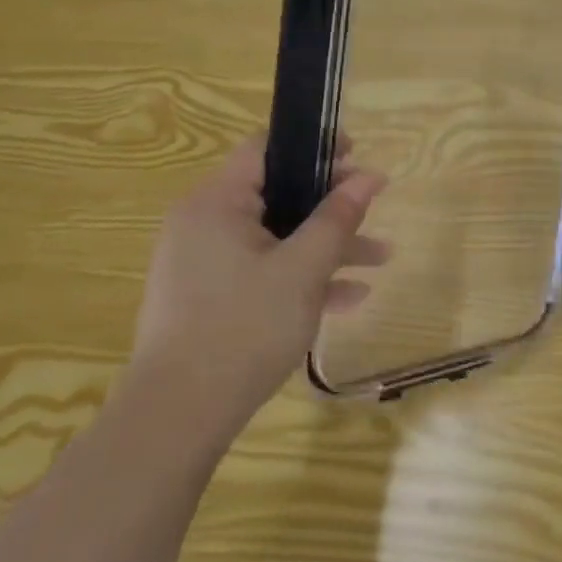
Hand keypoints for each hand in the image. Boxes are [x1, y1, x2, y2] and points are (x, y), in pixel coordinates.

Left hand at [129, 138, 387, 441]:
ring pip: (275, 239)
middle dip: (331, 207)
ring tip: (381, 259)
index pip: (265, 149)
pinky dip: (300, 277)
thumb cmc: (245, 327)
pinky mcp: (208, 298)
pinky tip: (349, 298)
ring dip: (326, 247)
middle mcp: (203, 224)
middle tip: (374, 210)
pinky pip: (261, 272)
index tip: (356, 156)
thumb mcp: (303, 269)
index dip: (314, 147)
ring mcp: (203, 264)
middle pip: (276, 196)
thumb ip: (338, 218)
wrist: (179, 415)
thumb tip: (370, 176)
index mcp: (216, 202)